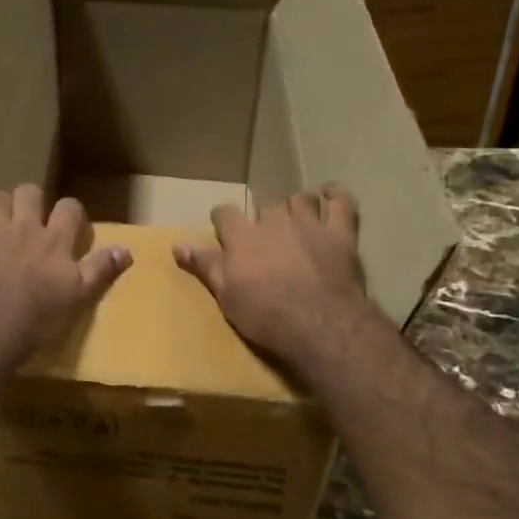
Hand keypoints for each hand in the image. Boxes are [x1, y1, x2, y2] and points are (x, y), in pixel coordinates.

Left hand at [0, 185, 131, 361]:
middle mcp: (26, 228)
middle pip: (30, 192)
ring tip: (5, 220)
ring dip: (3, 204)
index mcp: (56, 240)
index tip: (72, 224)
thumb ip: (100, 270)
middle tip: (33, 217)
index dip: (71, 211)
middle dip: (33, 199)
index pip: (69, 208)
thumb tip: (126, 250)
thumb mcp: (78, 297)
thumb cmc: (37, 317)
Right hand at [174, 186, 374, 367]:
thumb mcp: (226, 296)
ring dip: (297, 206)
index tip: (224, 229)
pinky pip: (341, 203)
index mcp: (243, 236)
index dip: (223, 220)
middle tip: (267, 237)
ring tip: (297, 218)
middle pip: (266, 205)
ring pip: (301, 199)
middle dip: (265, 217)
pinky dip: (336, 195)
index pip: (224, 214)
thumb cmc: (266, 316)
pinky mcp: (340, 233)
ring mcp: (310, 224)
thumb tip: (177, 245)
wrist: (318, 325)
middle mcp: (274, 221)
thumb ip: (205, 266)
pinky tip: (331, 193)